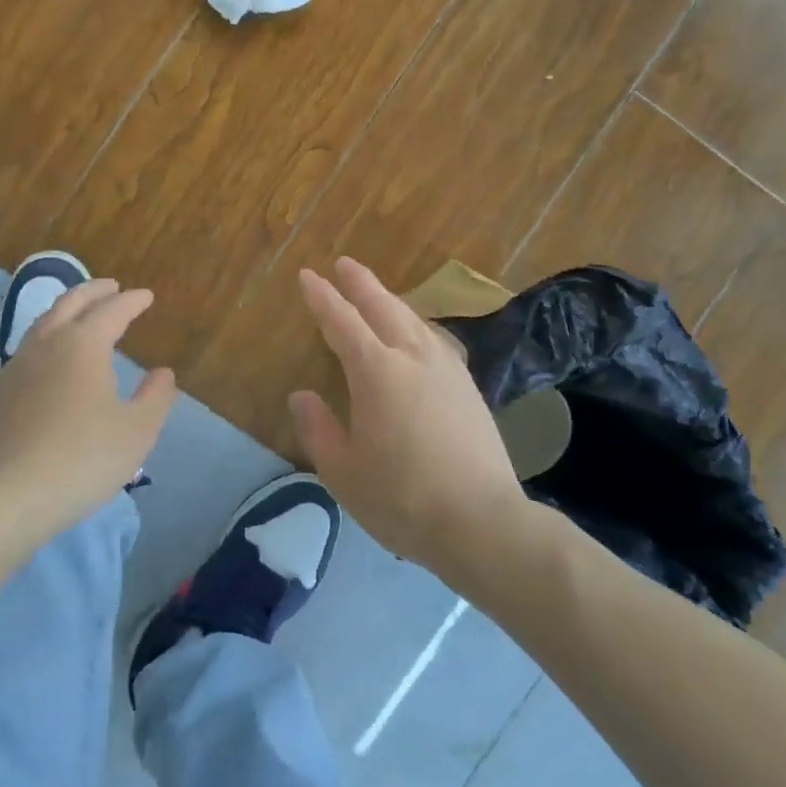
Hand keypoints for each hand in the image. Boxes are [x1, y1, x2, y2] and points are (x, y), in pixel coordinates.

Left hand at [0, 279, 175, 540]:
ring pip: (45, 322)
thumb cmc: (84, 457)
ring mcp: (19, 365)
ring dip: (67, 309)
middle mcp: (48, 343)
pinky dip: (49, 336)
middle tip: (112, 287)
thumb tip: (163, 373)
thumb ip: (156, 397)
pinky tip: (53, 357)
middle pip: (71, 303)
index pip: (112, 310)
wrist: (12, 494)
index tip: (146, 296)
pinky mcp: (2, 391)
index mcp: (84, 344)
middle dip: (94, 291)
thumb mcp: (137, 431)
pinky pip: (29, 347)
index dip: (132, 301)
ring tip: (82, 315)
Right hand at [290, 257, 529, 571]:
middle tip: (343, 263)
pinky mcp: (468, 387)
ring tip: (376, 293)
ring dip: (390, 300)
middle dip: (360, 283)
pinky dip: (415, 324)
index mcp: (376, 371)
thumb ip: (318, 429)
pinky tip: (417, 334)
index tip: (308, 276)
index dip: (322, 297)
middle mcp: (411, 356)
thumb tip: (302, 396)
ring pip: (413, 319)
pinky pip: (435, 338)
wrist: (483, 522)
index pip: (341, 321)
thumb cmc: (402, 498)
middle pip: (382, 306)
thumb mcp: (343, 471)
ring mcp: (446, 368)